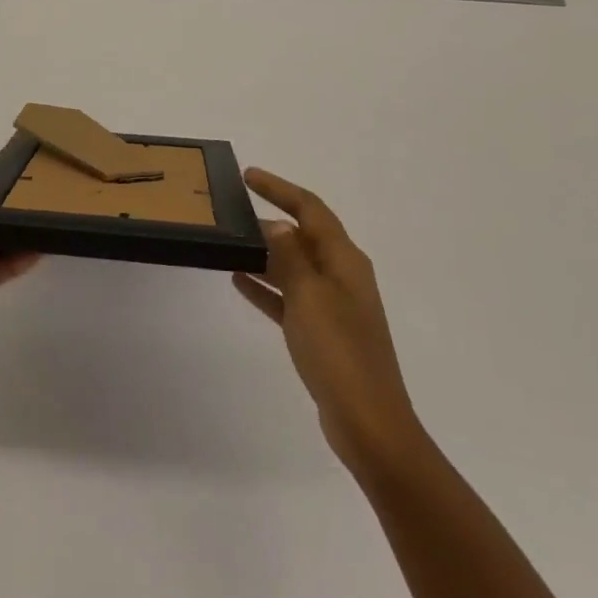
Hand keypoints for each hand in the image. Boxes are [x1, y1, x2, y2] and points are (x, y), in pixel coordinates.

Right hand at [233, 168, 423, 476]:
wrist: (368, 421)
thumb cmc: (338, 352)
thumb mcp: (309, 295)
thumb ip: (289, 257)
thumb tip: (274, 226)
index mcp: (345, 260)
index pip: (310, 209)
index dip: (280, 188)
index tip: (248, 175)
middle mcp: (342, 276)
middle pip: (304, 235)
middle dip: (271, 219)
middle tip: (232, 210)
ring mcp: (333, 306)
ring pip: (294, 266)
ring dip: (265, 252)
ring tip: (229, 242)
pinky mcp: (321, 333)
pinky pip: (289, 297)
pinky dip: (266, 286)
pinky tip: (238, 281)